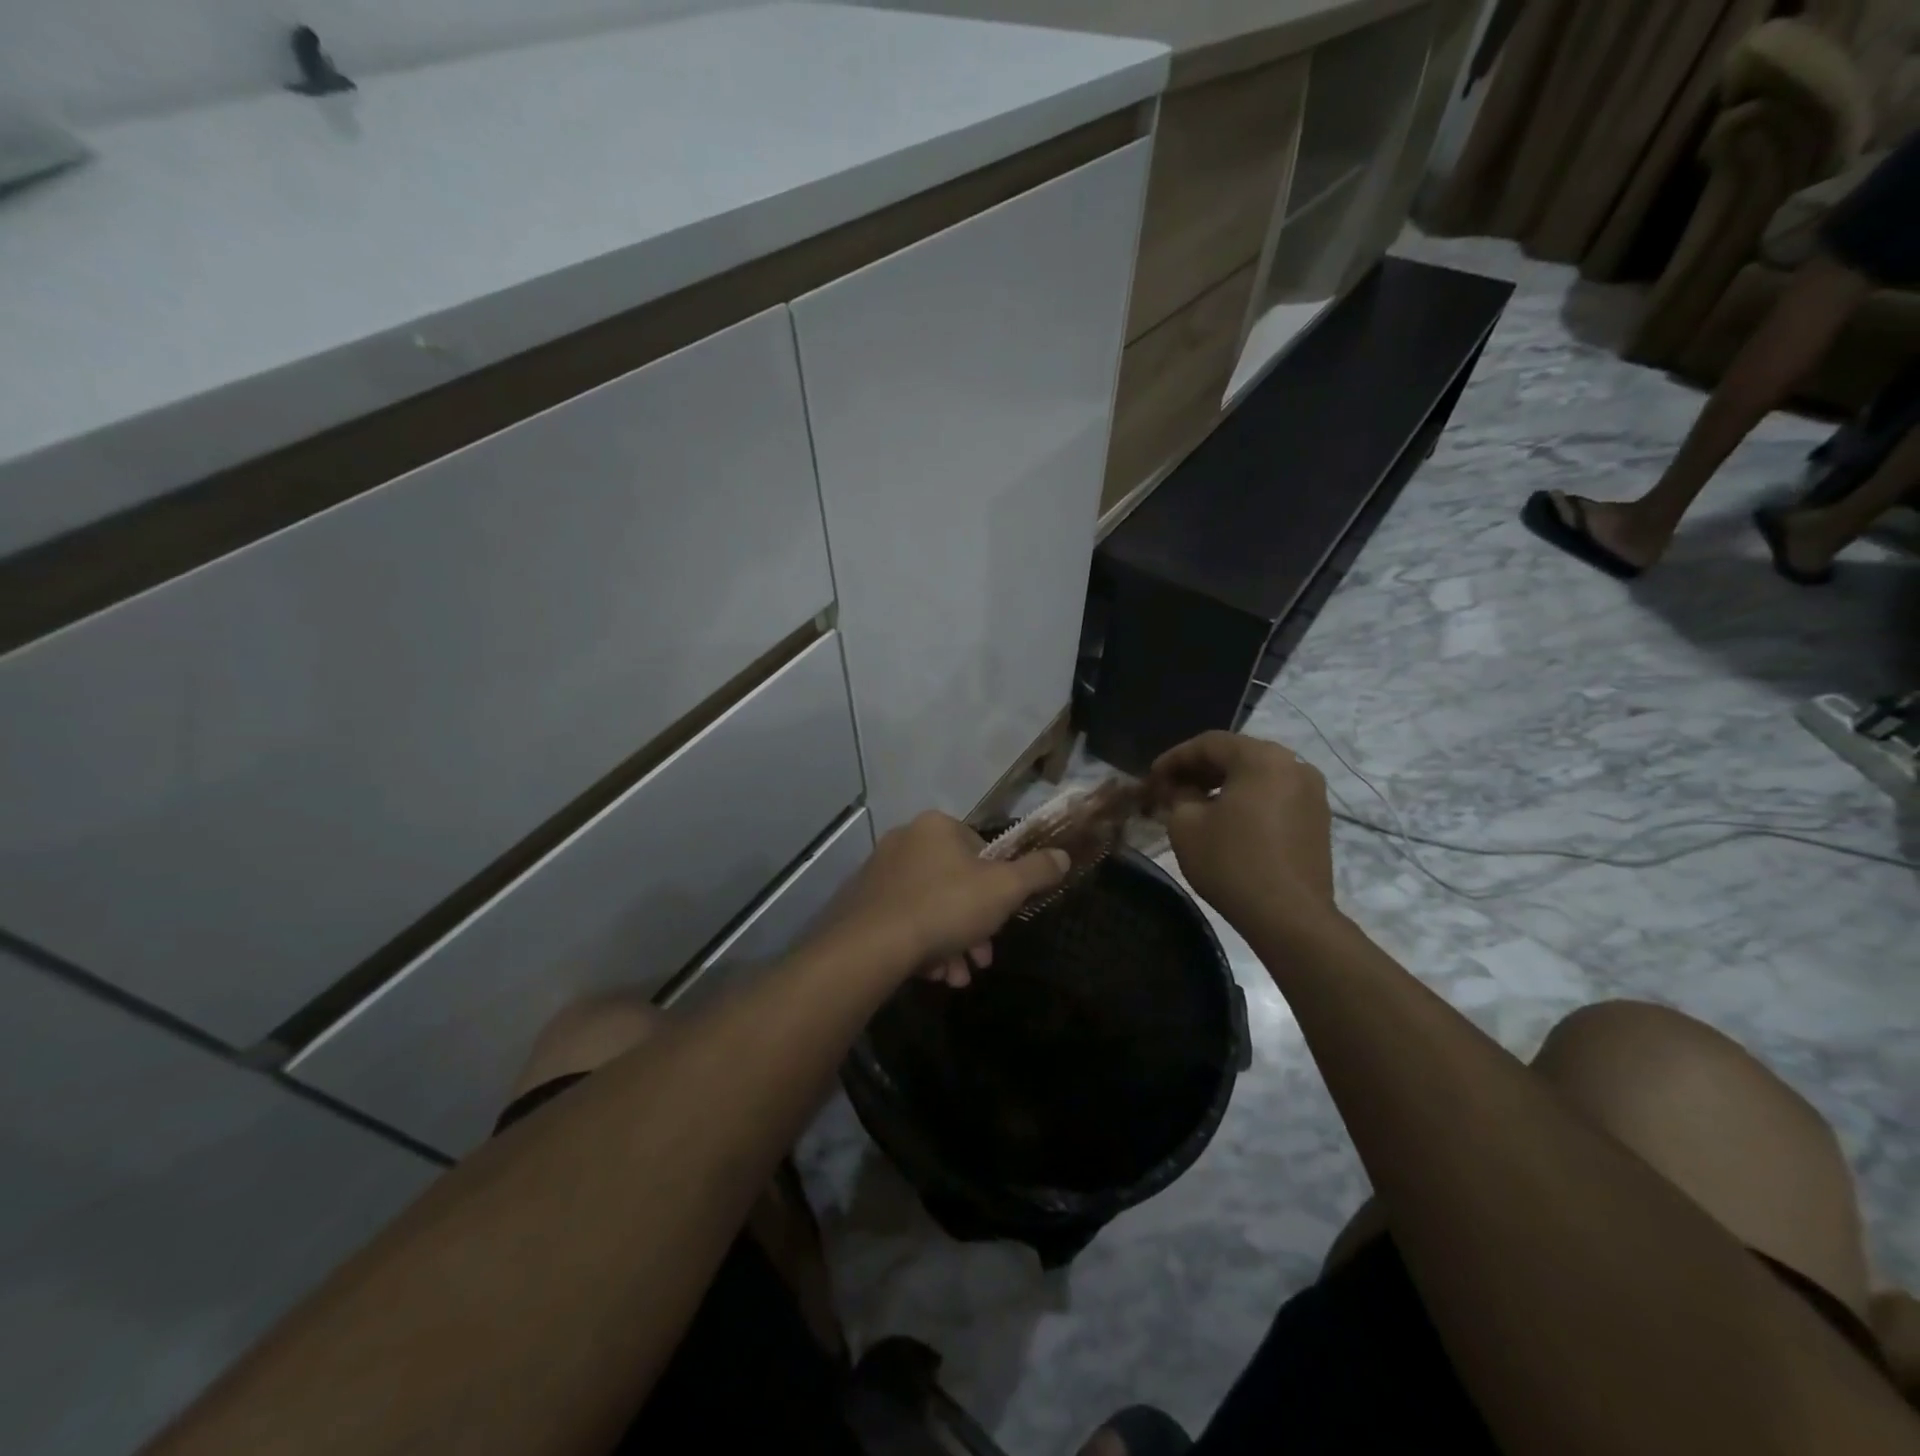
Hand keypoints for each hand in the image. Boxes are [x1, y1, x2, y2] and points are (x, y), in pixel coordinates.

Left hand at [815, 812, 1068, 985]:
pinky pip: (904, 920)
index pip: (980, 849)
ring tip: (956, 977)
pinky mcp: (861, 903)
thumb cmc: (945, 907)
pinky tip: (932, 974)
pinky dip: (923, 945)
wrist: (870, 946)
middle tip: (982, 958)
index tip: (1003, 919)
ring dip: (952, 942)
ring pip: (931, 906)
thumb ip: (1036, 872)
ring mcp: (879, 872)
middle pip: (956, 883)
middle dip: (975, 925)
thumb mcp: (1003, 890)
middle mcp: (904, 840)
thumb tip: (1063, 856)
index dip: (998, 886)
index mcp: (937, 827)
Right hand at [1147, 731, 1334, 929]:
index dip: (1175, 758)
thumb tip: (1180, 790)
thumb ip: (1177, 796)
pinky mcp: (1317, 819)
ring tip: (1195, 804)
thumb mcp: (1186, 825)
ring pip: (1257, 775)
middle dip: (1199, 770)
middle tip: (1170, 789)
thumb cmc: (1231, 863)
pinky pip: (1274, 795)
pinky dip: (1247, 799)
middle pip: (1236, 755)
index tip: (1152, 777)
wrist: (1290, 916)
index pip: (1209, 743)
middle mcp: (1293, 765)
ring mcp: (1311, 792)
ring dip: (1223, 784)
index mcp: (1262, 758)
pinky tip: (1226, 820)